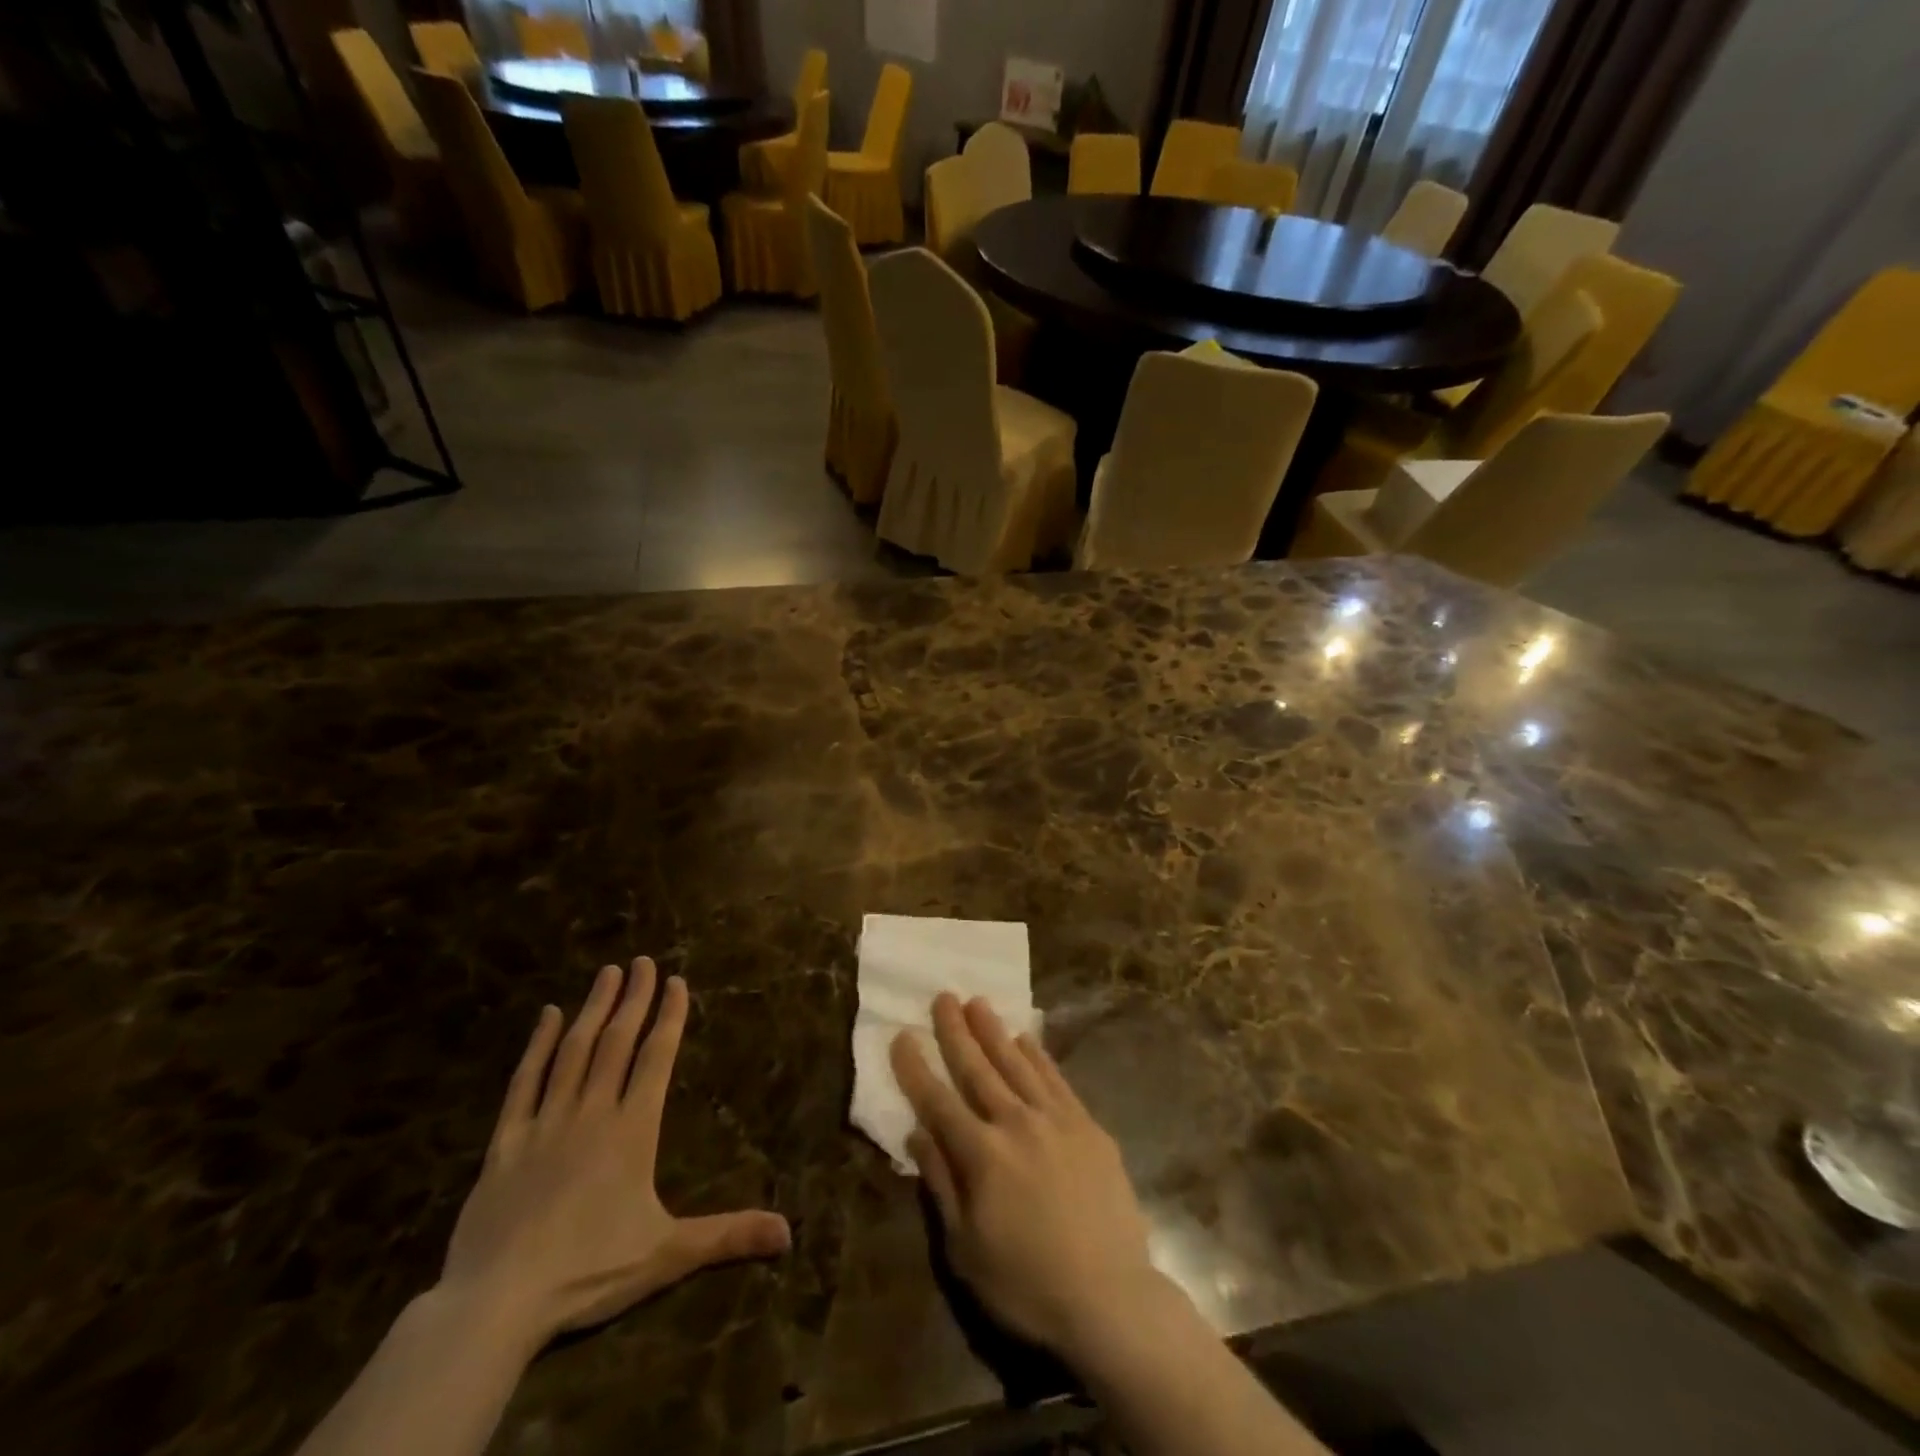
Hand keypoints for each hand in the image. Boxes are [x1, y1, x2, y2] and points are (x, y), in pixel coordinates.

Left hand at [439, 958, 790, 1350]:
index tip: (675, 981)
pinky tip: (547, 1016)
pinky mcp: (505, 1142)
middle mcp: (592, 1112)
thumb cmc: (589, 1272)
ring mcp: (546, 1122)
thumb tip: (789, 1233)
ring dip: (593, 1009)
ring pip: (573, 1051)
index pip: (656, 1057)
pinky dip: (537, 1046)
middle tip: (642, 961)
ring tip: (607, 973)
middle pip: (617, 1042)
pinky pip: (524, 1082)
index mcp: (632, 1129)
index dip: (669, 1016)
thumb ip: (728, 1236)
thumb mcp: (667, 1255)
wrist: (496, 1303)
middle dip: (633, 998)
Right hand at [891, 993, 1172, 1360]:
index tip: (901, 1035)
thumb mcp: (966, 1248)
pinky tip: (1025, 1038)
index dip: (916, 1068)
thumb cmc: (1028, 1284)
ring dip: (994, 1031)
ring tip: (977, 1002)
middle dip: (956, 1031)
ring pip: (1017, 1063)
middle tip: (942, 996)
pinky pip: (1056, 1078)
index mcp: (981, 1155)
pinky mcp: (1087, 1125)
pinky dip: (1037, 1055)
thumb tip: (918, 1133)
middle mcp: (1016, 1123)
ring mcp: (1056, 1119)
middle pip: (978, 1068)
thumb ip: (941, 1184)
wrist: (1111, 1298)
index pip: (938, 1100)